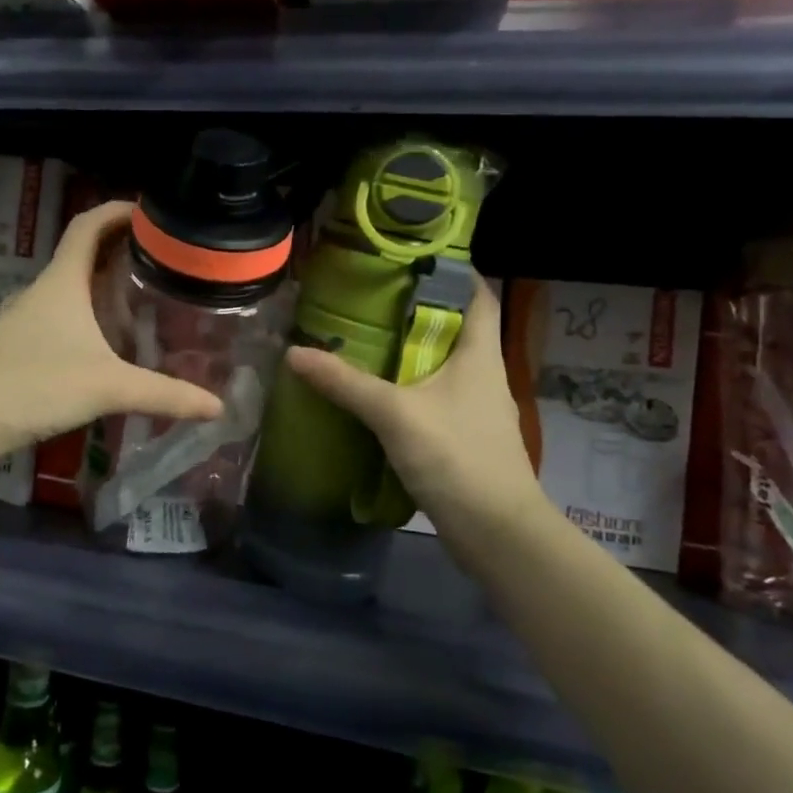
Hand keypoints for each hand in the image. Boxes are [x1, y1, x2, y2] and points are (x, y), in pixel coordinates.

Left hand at [0, 201, 223, 458]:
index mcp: (63, 281)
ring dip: (102, 283)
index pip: (88, 224)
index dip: (117, 210)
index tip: (151, 212)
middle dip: (120, 247)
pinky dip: (87, 315)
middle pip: (82, 252)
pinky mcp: (20, 345)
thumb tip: (218, 406)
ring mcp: (28, 317)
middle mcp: (44, 290)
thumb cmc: (36, 383)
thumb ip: (164, 395)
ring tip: (143, 295)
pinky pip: (61, 316)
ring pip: (71, 287)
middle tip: (162, 257)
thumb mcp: (108, 387)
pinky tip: (106, 342)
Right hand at [282, 279, 548, 558]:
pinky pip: (437, 399)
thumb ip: (346, 383)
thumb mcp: (395, 414)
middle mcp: (484, 375)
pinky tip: (379, 396)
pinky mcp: (466, 438)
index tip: (413, 260)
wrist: (497, 533)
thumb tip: (295, 353)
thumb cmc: (457, 457)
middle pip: (457, 329)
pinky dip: (411, 389)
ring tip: (367, 341)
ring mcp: (477, 409)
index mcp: (481, 355)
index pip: (479, 296)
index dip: (454, 273)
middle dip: (419, 312)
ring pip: (445, 366)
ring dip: (413, 353)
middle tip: (371, 300)